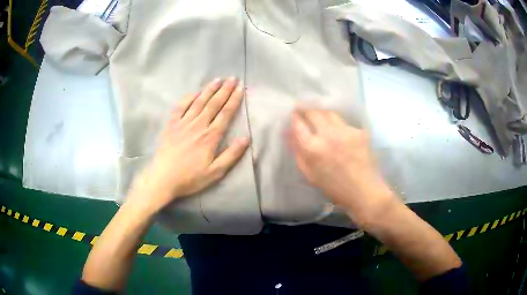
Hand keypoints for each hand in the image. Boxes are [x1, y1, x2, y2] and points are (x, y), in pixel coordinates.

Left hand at [128, 77, 248, 213]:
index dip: (234, 100)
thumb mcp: (215, 172)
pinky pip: (181, 107)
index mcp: (211, 137)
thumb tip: (246, 138)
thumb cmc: (190, 177)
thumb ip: (231, 155)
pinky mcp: (172, 125)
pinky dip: (188, 98)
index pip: (225, 114)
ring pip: (199, 102)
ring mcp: (183, 123)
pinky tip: (195, 92)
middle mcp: (198, 125)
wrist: (163, 178)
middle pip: (214, 104)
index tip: (240, 88)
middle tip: (232, 78)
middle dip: (225, 90)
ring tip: (218, 79)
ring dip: (209, 90)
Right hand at [289, 109, 395, 224]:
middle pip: (314, 112)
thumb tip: (289, 134)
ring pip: (330, 113)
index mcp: (313, 148)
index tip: (293, 114)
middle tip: (305, 111)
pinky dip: (339, 126)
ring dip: (322, 114)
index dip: (294, 117)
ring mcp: (345, 131)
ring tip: (321, 119)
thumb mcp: (310, 175)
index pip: (298, 124)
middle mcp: (328, 134)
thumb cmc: (335, 188)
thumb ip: (298, 153)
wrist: (364, 191)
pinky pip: (344, 123)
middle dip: (307, 109)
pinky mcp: (359, 131)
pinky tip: (341, 134)